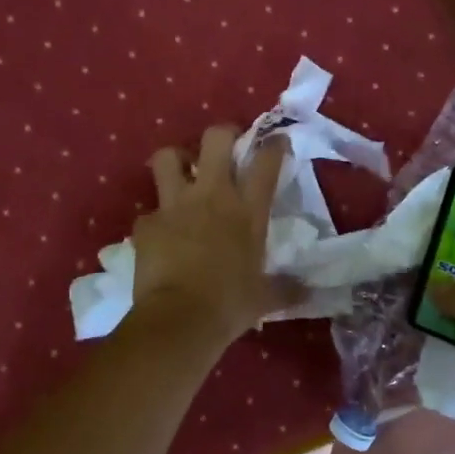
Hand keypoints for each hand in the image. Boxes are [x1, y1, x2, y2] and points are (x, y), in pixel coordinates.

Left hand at [133, 126, 299, 344]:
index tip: (276, 141)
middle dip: (221, 134)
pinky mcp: (146, 224)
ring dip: (175, 160)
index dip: (273, 145)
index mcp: (247, 211)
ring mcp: (174, 206)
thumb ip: (286, 289)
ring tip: (181, 172)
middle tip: (225, 146)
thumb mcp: (264, 298)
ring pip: (167, 157)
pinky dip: (155, 220)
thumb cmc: (229, 305)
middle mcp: (211, 196)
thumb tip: (308, 292)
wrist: (179, 319)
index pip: (266, 162)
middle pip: (215, 138)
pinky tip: (160, 234)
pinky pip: (148, 212)